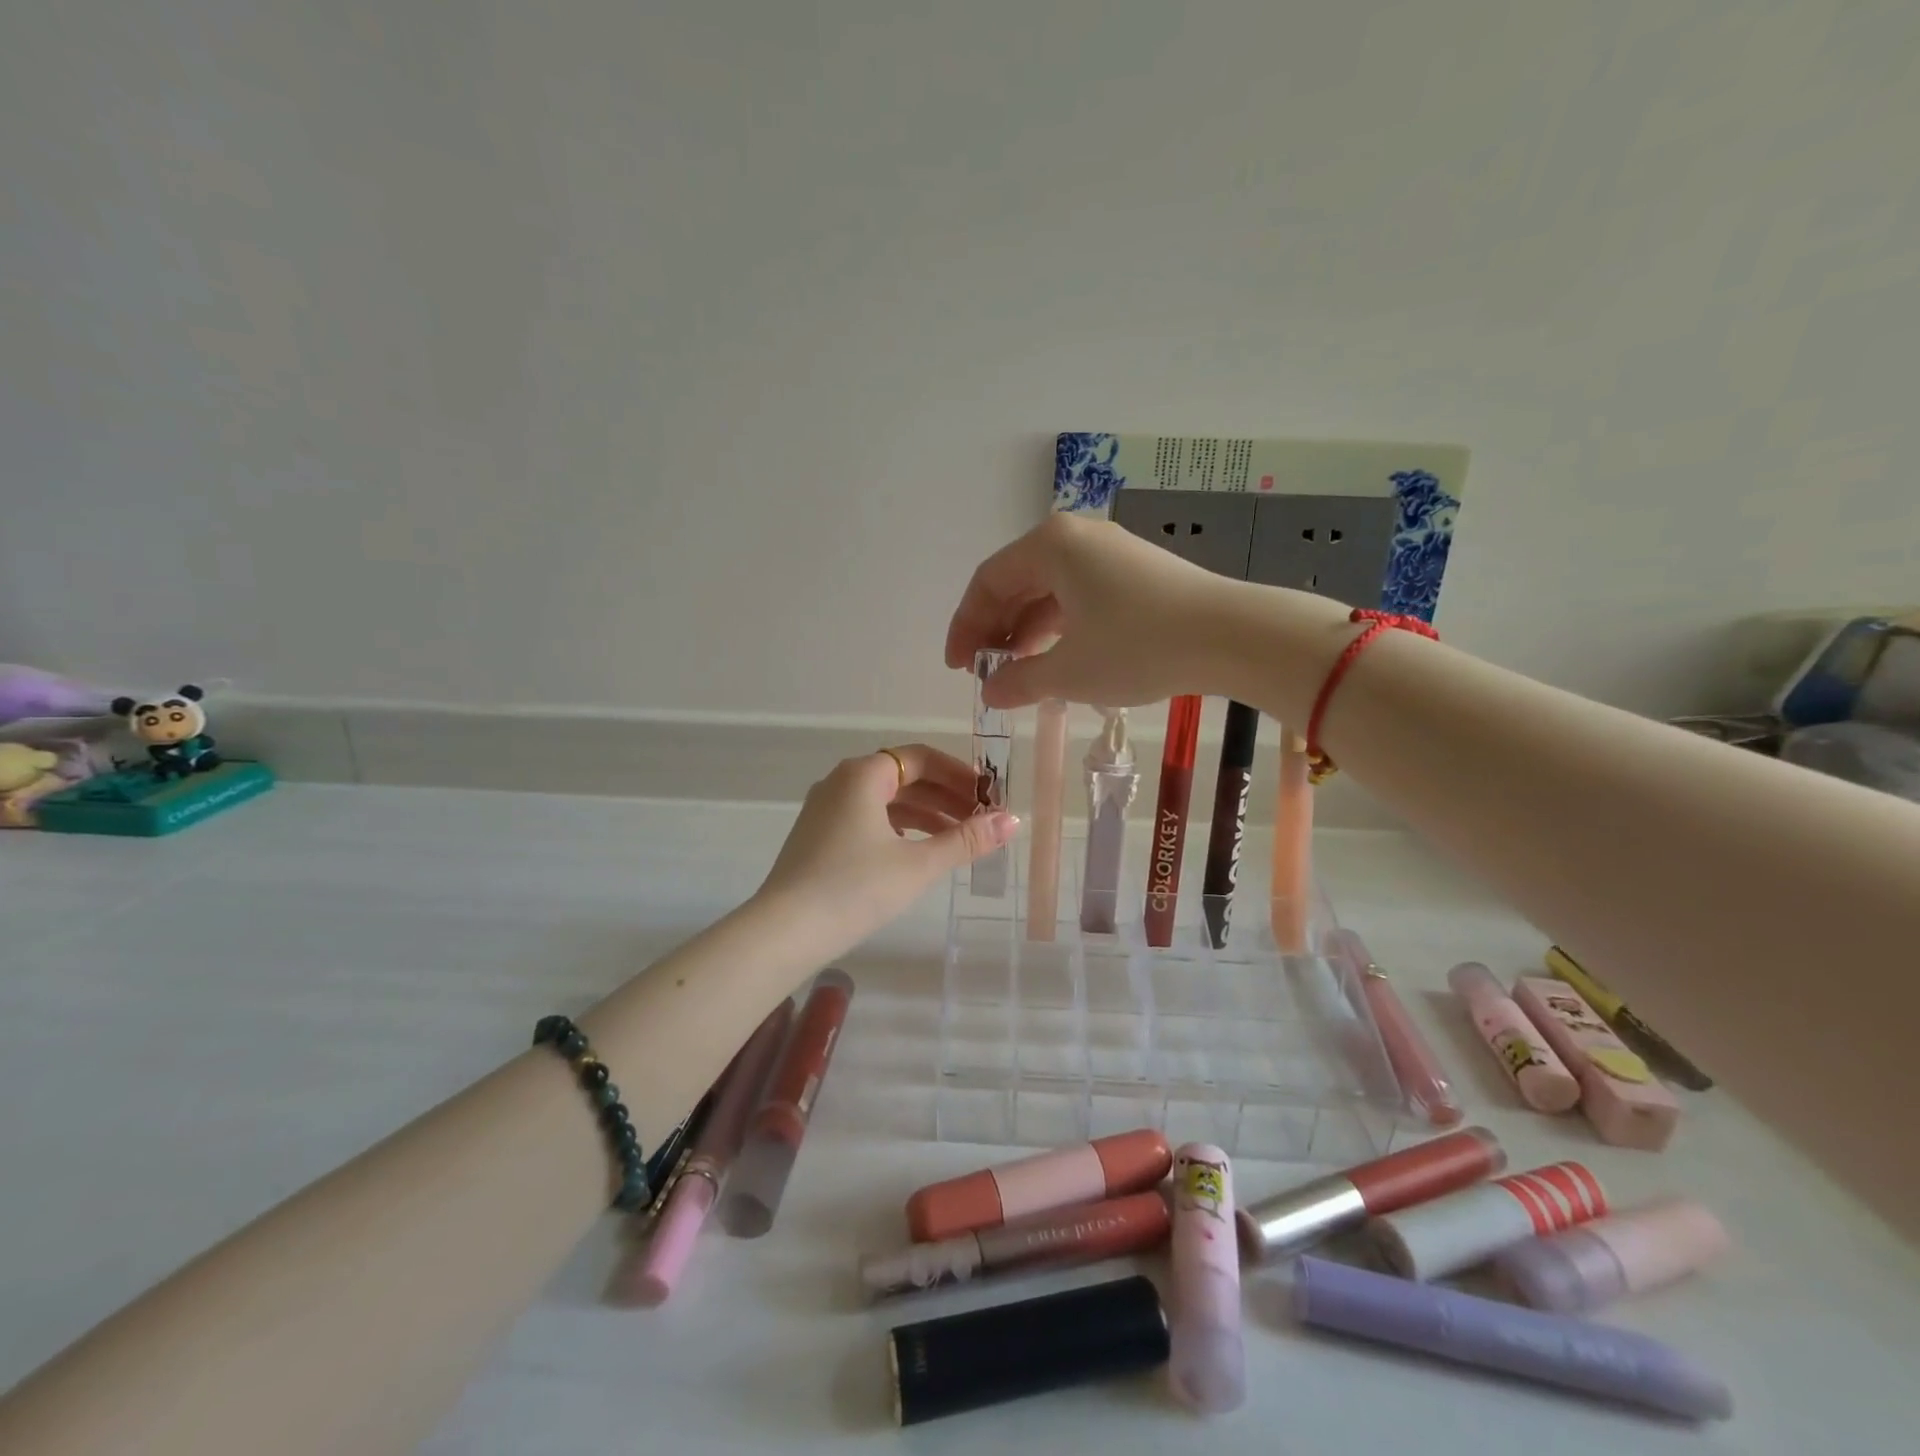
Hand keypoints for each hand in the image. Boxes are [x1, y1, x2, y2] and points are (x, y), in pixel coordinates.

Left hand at [757, 745, 1018, 936]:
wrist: (784, 932)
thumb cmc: (855, 888)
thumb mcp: (918, 864)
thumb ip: (966, 840)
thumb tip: (1013, 821)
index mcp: (863, 774)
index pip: (921, 758)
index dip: (959, 774)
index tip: (988, 796)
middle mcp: (841, 782)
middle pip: (904, 778)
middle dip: (946, 797)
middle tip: (981, 821)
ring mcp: (825, 810)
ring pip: (886, 801)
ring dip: (925, 815)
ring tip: (959, 839)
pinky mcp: (818, 837)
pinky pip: (868, 820)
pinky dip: (899, 829)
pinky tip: (918, 852)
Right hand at [944, 513, 1245, 709]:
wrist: (1231, 636)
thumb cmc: (1137, 647)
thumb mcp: (1068, 672)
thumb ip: (1018, 681)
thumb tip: (990, 691)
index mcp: (1050, 545)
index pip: (988, 582)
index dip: (965, 626)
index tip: (958, 668)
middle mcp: (1076, 537)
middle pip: (1017, 582)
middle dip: (995, 629)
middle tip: (984, 672)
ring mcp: (1109, 553)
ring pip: (1049, 590)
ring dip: (1026, 631)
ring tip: (1017, 673)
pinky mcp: (1135, 573)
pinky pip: (1078, 596)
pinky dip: (1059, 627)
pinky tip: (1056, 660)